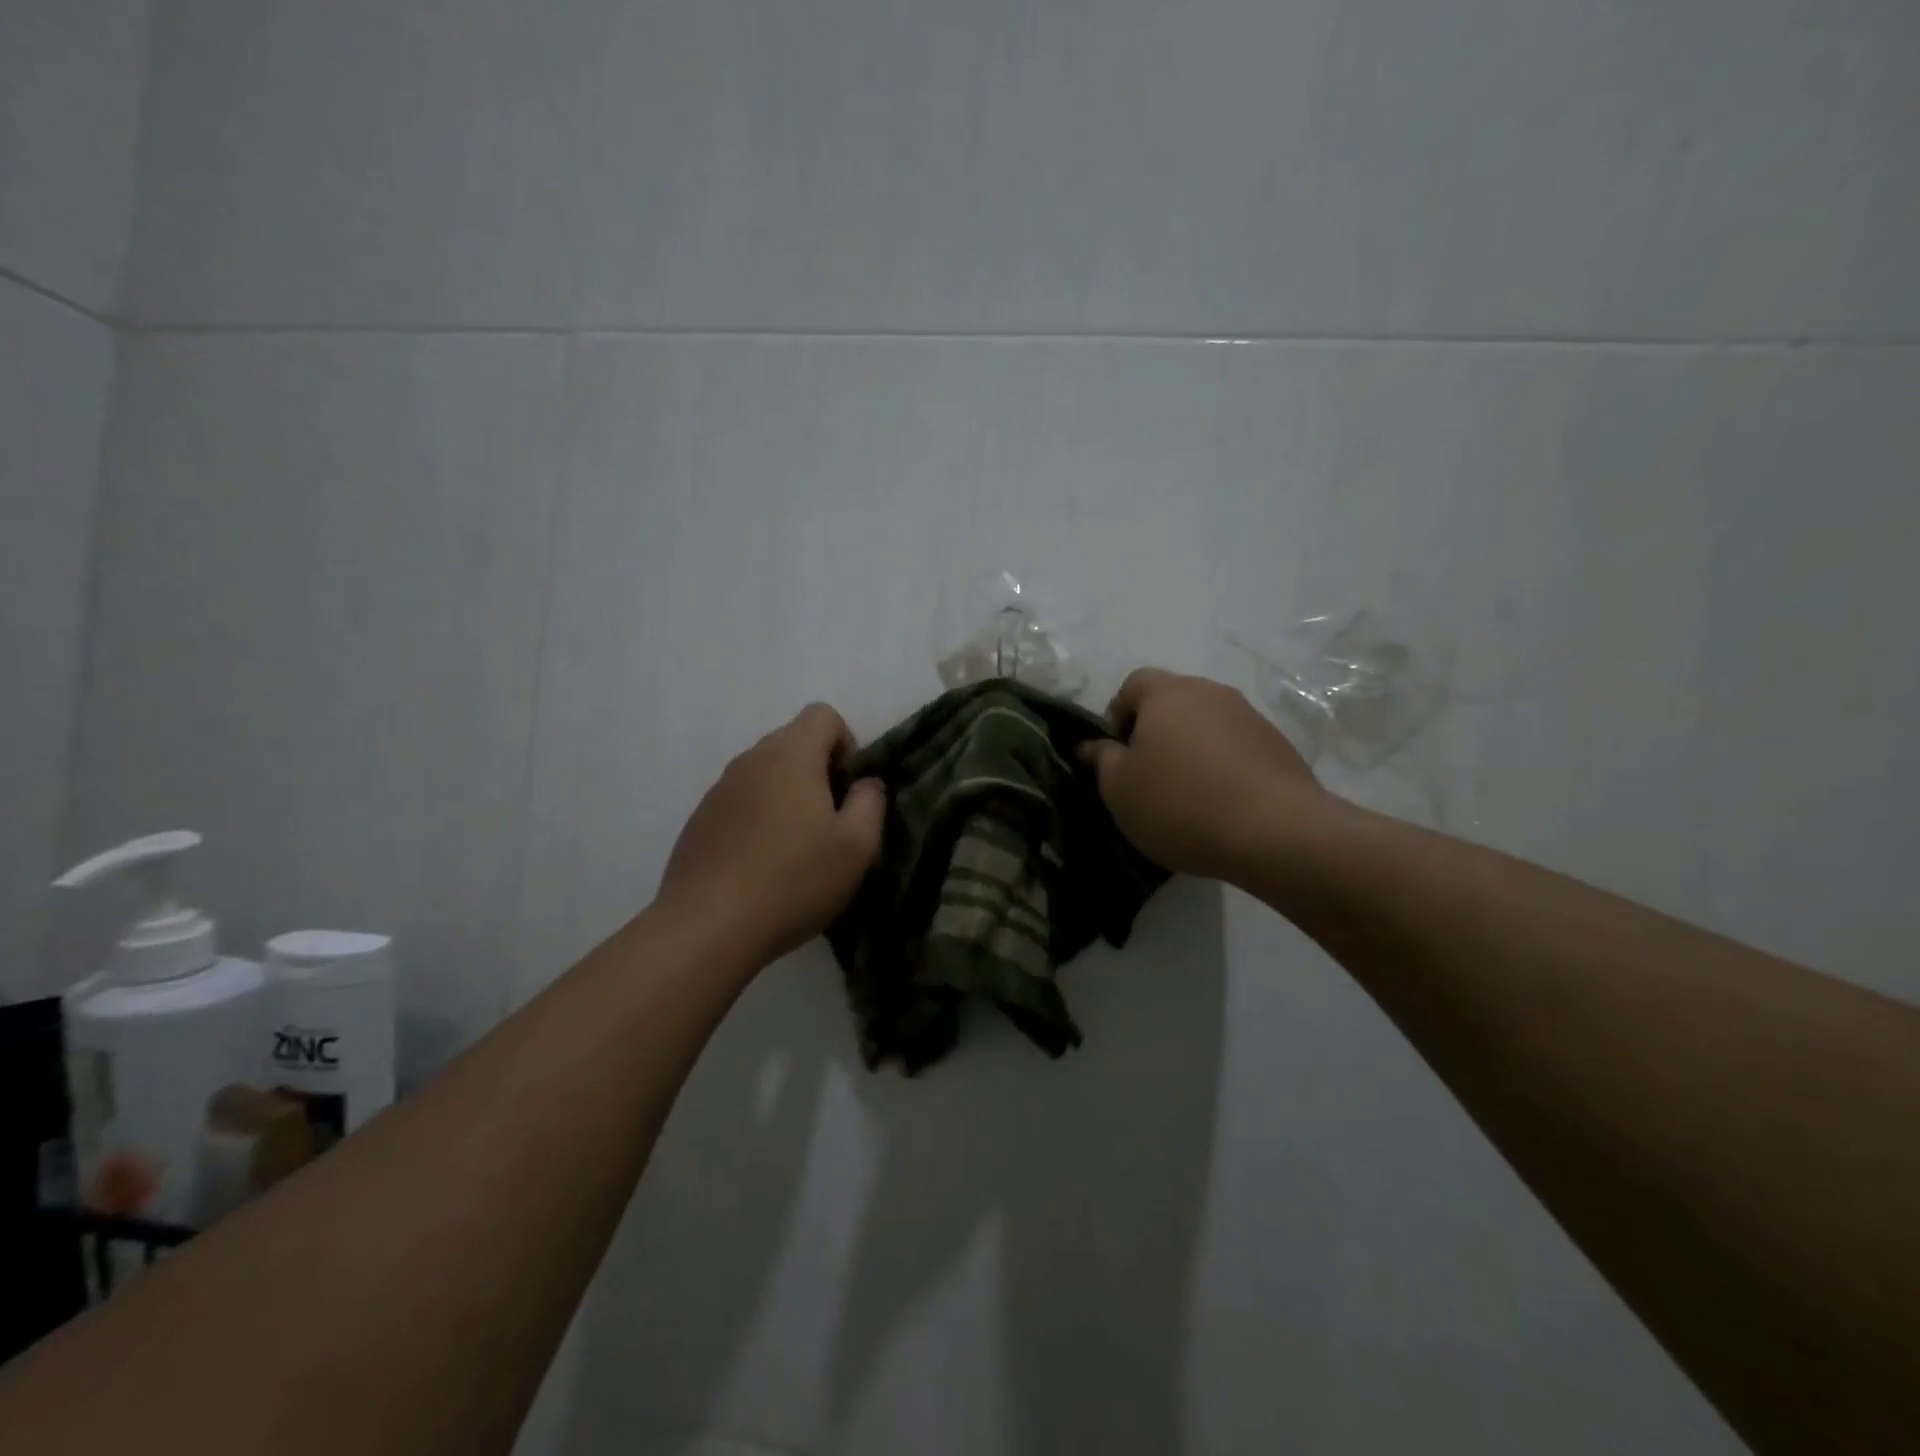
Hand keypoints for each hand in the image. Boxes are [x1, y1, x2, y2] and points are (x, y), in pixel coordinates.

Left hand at [658, 703, 885, 965]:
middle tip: (829, 823)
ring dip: (787, 795)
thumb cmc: (793, 880)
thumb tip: (865, 783)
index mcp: (791, 755)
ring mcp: (719, 789)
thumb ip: (871, 802)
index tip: (848, 790)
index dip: (847, 744)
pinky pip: (740, 801)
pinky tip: (761, 865)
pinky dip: (758, 818)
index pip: (823, 714)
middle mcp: (751, 760)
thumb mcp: (857, 846)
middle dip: (818, 770)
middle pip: (793, 740)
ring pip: (765, 772)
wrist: (707, 927)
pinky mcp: (699, 820)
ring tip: (796, 848)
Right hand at [1081, 669, 1324, 881]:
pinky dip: (1222, 766)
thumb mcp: (1120, 789)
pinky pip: (1236, 747)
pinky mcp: (1278, 745)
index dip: (1117, 715)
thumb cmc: (1180, 803)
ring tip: (1187, 795)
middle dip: (1155, 733)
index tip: (1117, 755)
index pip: (1132, 684)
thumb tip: (1090, 745)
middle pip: (1172, 702)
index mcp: (1167, 693)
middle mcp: (1210, 692)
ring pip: (1206, 725)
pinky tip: (1222, 805)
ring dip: (1191, 750)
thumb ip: (1101, 760)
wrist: (1276, 832)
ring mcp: (1250, 716)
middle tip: (1147, 777)